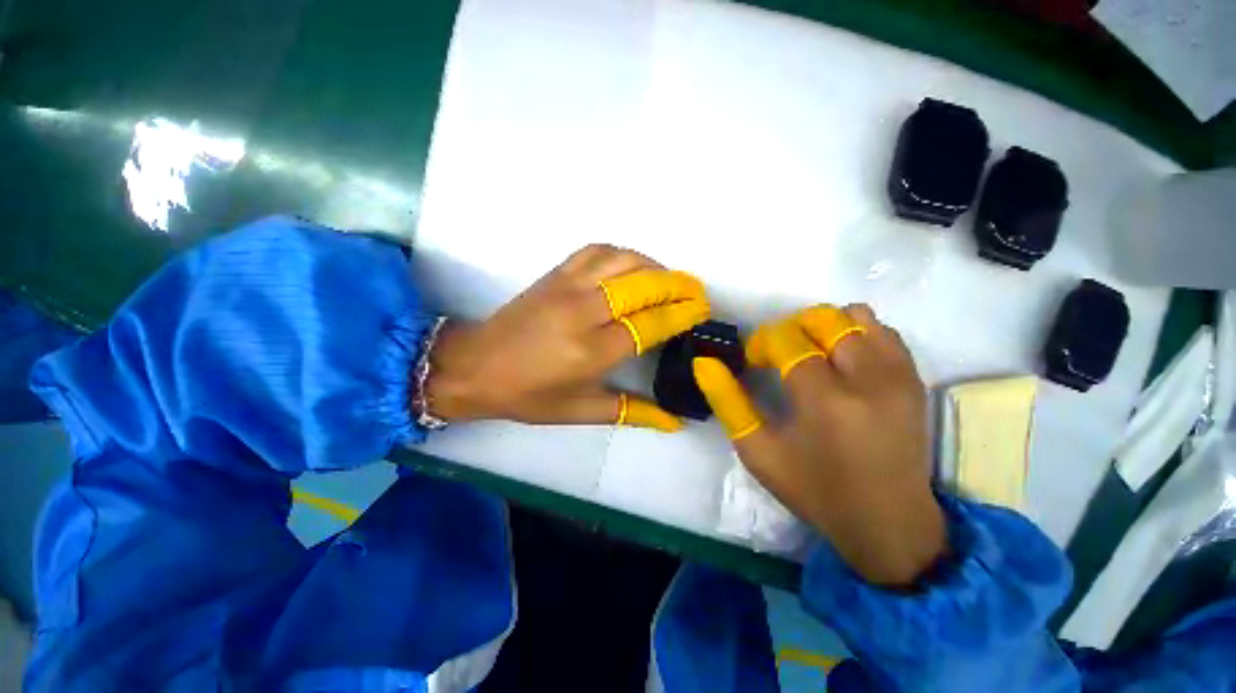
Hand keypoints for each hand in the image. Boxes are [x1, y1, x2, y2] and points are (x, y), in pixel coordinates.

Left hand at [425, 245, 709, 431]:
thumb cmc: (529, 396)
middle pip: (643, 285)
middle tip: (696, 291)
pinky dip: (621, 253)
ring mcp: (567, 286)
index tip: (701, 310)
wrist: (476, 366)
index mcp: (592, 351)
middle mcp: (583, 312)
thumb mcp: (581, 411)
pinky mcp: (555, 274)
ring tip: (669, 280)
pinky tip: (631, 266)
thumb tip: (675, 421)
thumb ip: (632, 412)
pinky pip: (596, 251)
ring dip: (654, 266)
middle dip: (678, 285)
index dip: (681, 314)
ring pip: (623, 261)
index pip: (651, 324)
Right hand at [693, 304, 945, 586]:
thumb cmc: (814, 489)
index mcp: (824, 400)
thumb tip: (704, 362)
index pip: (787, 339)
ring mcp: (898, 376)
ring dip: (824, 327)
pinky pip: (883, 331)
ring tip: (812, 353)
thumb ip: (727, 402)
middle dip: (791, 328)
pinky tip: (842, 359)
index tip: (754, 362)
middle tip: (780, 355)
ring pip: (856, 316)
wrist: (889, 521)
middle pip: (823, 319)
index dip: (762, 343)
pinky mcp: (915, 379)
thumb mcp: (757, 451)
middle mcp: (867, 379)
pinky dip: (855, 333)